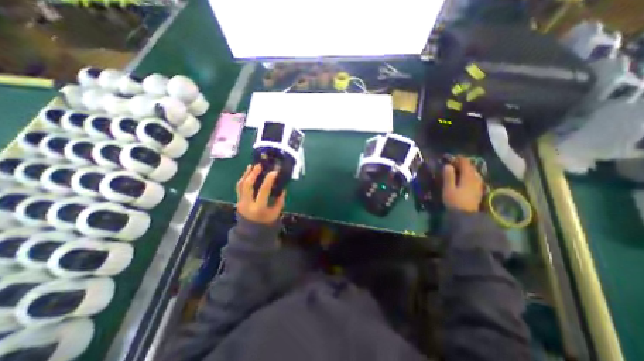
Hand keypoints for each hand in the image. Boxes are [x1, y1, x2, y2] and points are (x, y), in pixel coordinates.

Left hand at [236, 163, 285, 225]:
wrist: (251, 232)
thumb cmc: (266, 222)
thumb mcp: (276, 212)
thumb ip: (279, 200)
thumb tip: (282, 187)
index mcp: (259, 207)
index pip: (263, 190)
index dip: (269, 180)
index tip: (274, 172)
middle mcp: (247, 204)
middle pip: (247, 185)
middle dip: (253, 174)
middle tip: (259, 165)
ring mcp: (240, 202)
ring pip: (240, 185)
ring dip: (246, 174)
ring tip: (252, 166)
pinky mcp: (238, 200)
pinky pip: (239, 187)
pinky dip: (243, 179)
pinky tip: (247, 173)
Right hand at [443, 156, 482, 212]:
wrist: (466, 215)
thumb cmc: (454, 200)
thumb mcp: (448, 188)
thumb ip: (449, 176)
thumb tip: (448, 165)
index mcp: (468, 177)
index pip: (465, 163)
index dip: (459, 158)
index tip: (452, 156)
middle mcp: (476, 179)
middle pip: (471, 167)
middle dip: (463, 163)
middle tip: (453, 163)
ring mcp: (479, 185)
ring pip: (473, 173)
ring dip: (466, 170)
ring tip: (458, 170)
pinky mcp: (478, 190)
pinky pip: (474, 178)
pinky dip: (469, 175)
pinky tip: (464, 178)